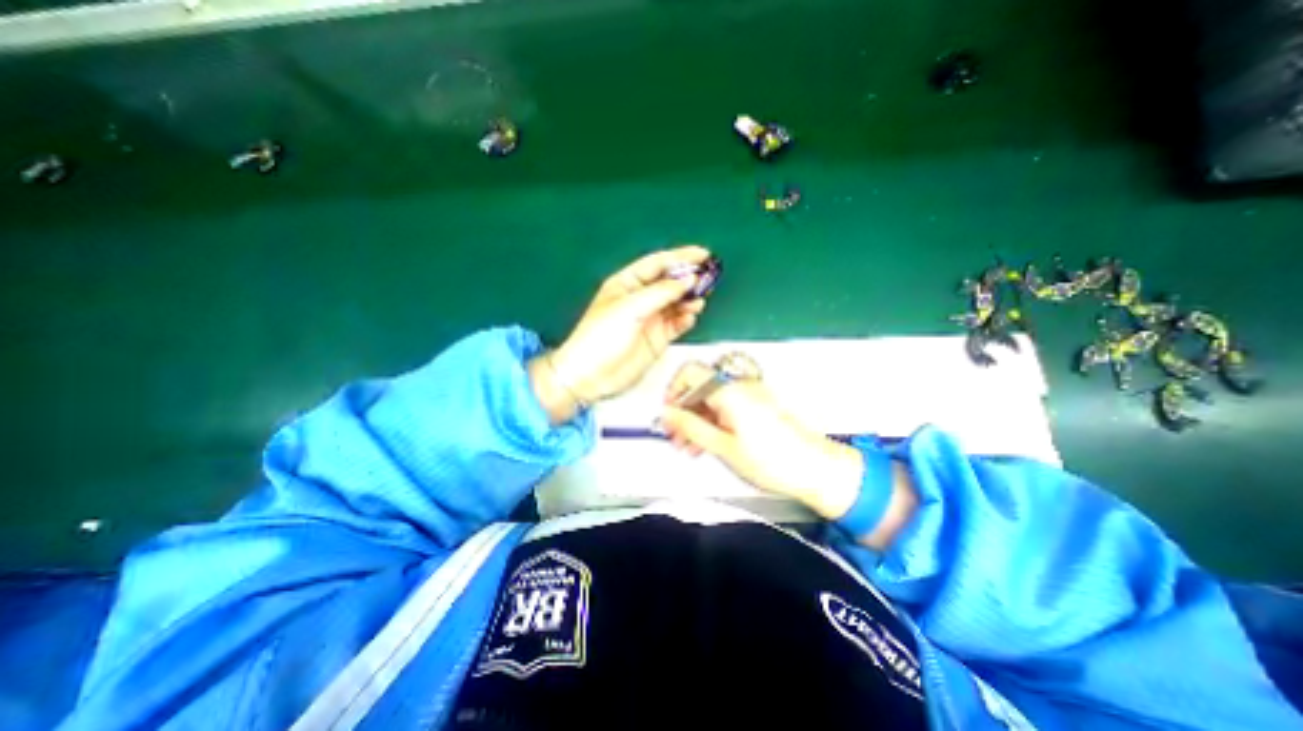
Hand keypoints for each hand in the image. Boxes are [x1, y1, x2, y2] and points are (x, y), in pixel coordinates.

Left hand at [550, 247, 710, 405]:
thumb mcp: (629, 308)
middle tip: (709, 278)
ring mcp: (650, 319)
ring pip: (677, 303)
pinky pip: (677, 324)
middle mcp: (641, 298)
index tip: (704, 255)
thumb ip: (661, 292)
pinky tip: (690, 318)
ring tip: (699, 300)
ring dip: (690, 300)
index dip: (680, 257)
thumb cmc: (602, 336)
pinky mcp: (658, 338)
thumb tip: (689, 280)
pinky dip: (686, 319)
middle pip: (670, 283)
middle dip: (689, 279)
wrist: (591, 376)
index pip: (657, 264)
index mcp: (627, 283)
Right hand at [664, 359, 861, 518]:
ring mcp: (749, 395)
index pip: (690, 372)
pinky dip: (712, 421)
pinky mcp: (756, 405)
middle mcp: (739, 386)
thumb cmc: (774, 460)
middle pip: (699, 387)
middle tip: (676, 436)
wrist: (814, 469)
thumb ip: (690, 427)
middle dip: (683, 410)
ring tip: (690, 446)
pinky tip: (708, 443)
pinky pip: (726, 406)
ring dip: (696, 419)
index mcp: (729, 391)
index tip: (668, 414)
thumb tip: (666, 413)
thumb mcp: (723, 447)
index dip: (673, 391)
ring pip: (711, 399)